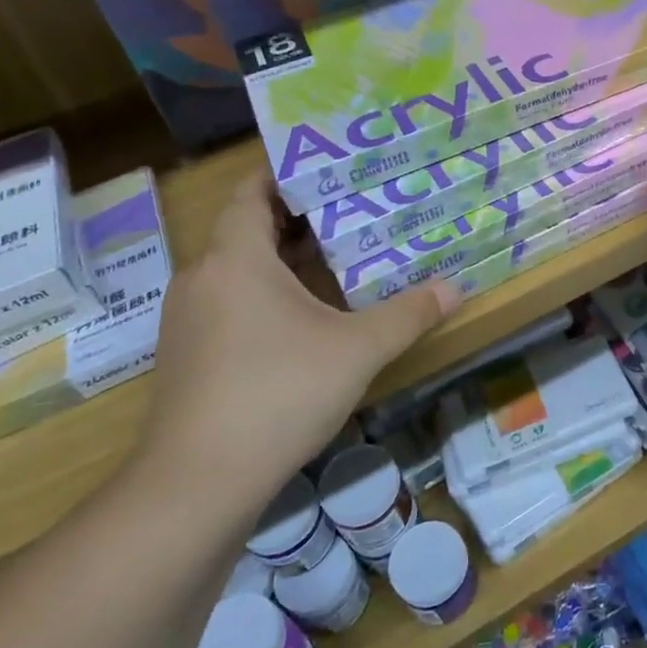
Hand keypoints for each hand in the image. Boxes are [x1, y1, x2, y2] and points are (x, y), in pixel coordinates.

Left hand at [135, 175, 455, 515]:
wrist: (197, 483)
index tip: (331, 164)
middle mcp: (203, 278)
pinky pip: (233, 302)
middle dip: (300, 215)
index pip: (252, 191)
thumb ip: (408, 314)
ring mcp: (190, 319)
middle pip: (249, 228)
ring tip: (341, 254)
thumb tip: (456, 289)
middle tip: (355, 206)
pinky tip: (309, 315)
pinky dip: (269, 293)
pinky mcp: (191, 355)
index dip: (287, 171)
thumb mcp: (356, 350)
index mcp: (235, 258)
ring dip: (285, 258)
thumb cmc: (278, 393)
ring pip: (241, 269)